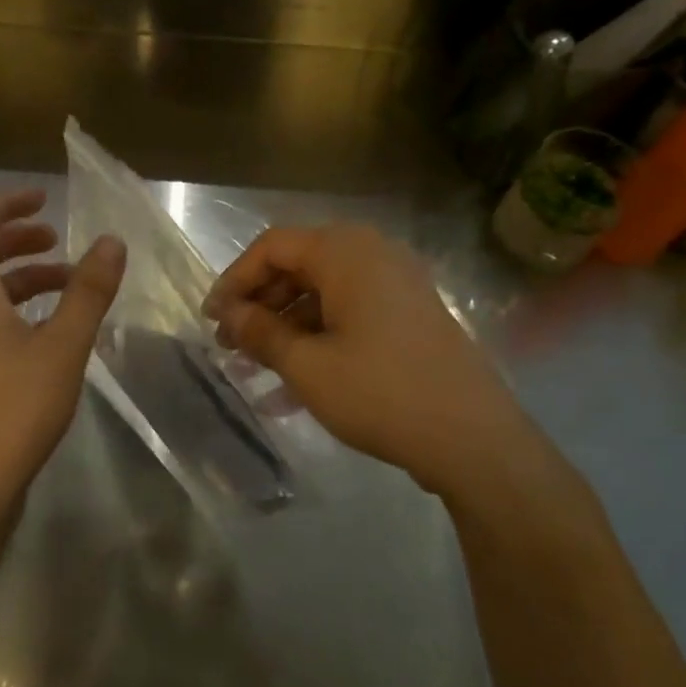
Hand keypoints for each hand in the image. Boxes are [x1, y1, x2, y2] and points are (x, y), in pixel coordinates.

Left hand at [0, 189, 125, 522]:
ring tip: (67, 283)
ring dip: (21, 277)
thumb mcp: (63, 346)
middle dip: (16, 238)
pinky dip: (14, 309)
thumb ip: (88, 291)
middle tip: (58, 239)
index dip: (5, 203)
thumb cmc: (12, 409)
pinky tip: (49, 330)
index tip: (45, 200)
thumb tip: (111, 241)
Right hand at [205, 225, 522, 497]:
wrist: (474, 439)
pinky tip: (293, 384)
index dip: (234, 280)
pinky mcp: (410, 314)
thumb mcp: (307, 365)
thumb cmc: (380, 392)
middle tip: (231, 345)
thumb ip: (260, 331)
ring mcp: (397, 284)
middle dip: (259, 305)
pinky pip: (350, 313)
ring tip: (255, 368)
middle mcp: (373, 254)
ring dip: (285, 326)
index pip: (272, 247)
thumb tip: (228, 313)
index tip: (211, 319)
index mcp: (345, 252)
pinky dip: (318, 338)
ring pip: (323, 293)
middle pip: (298, 266)